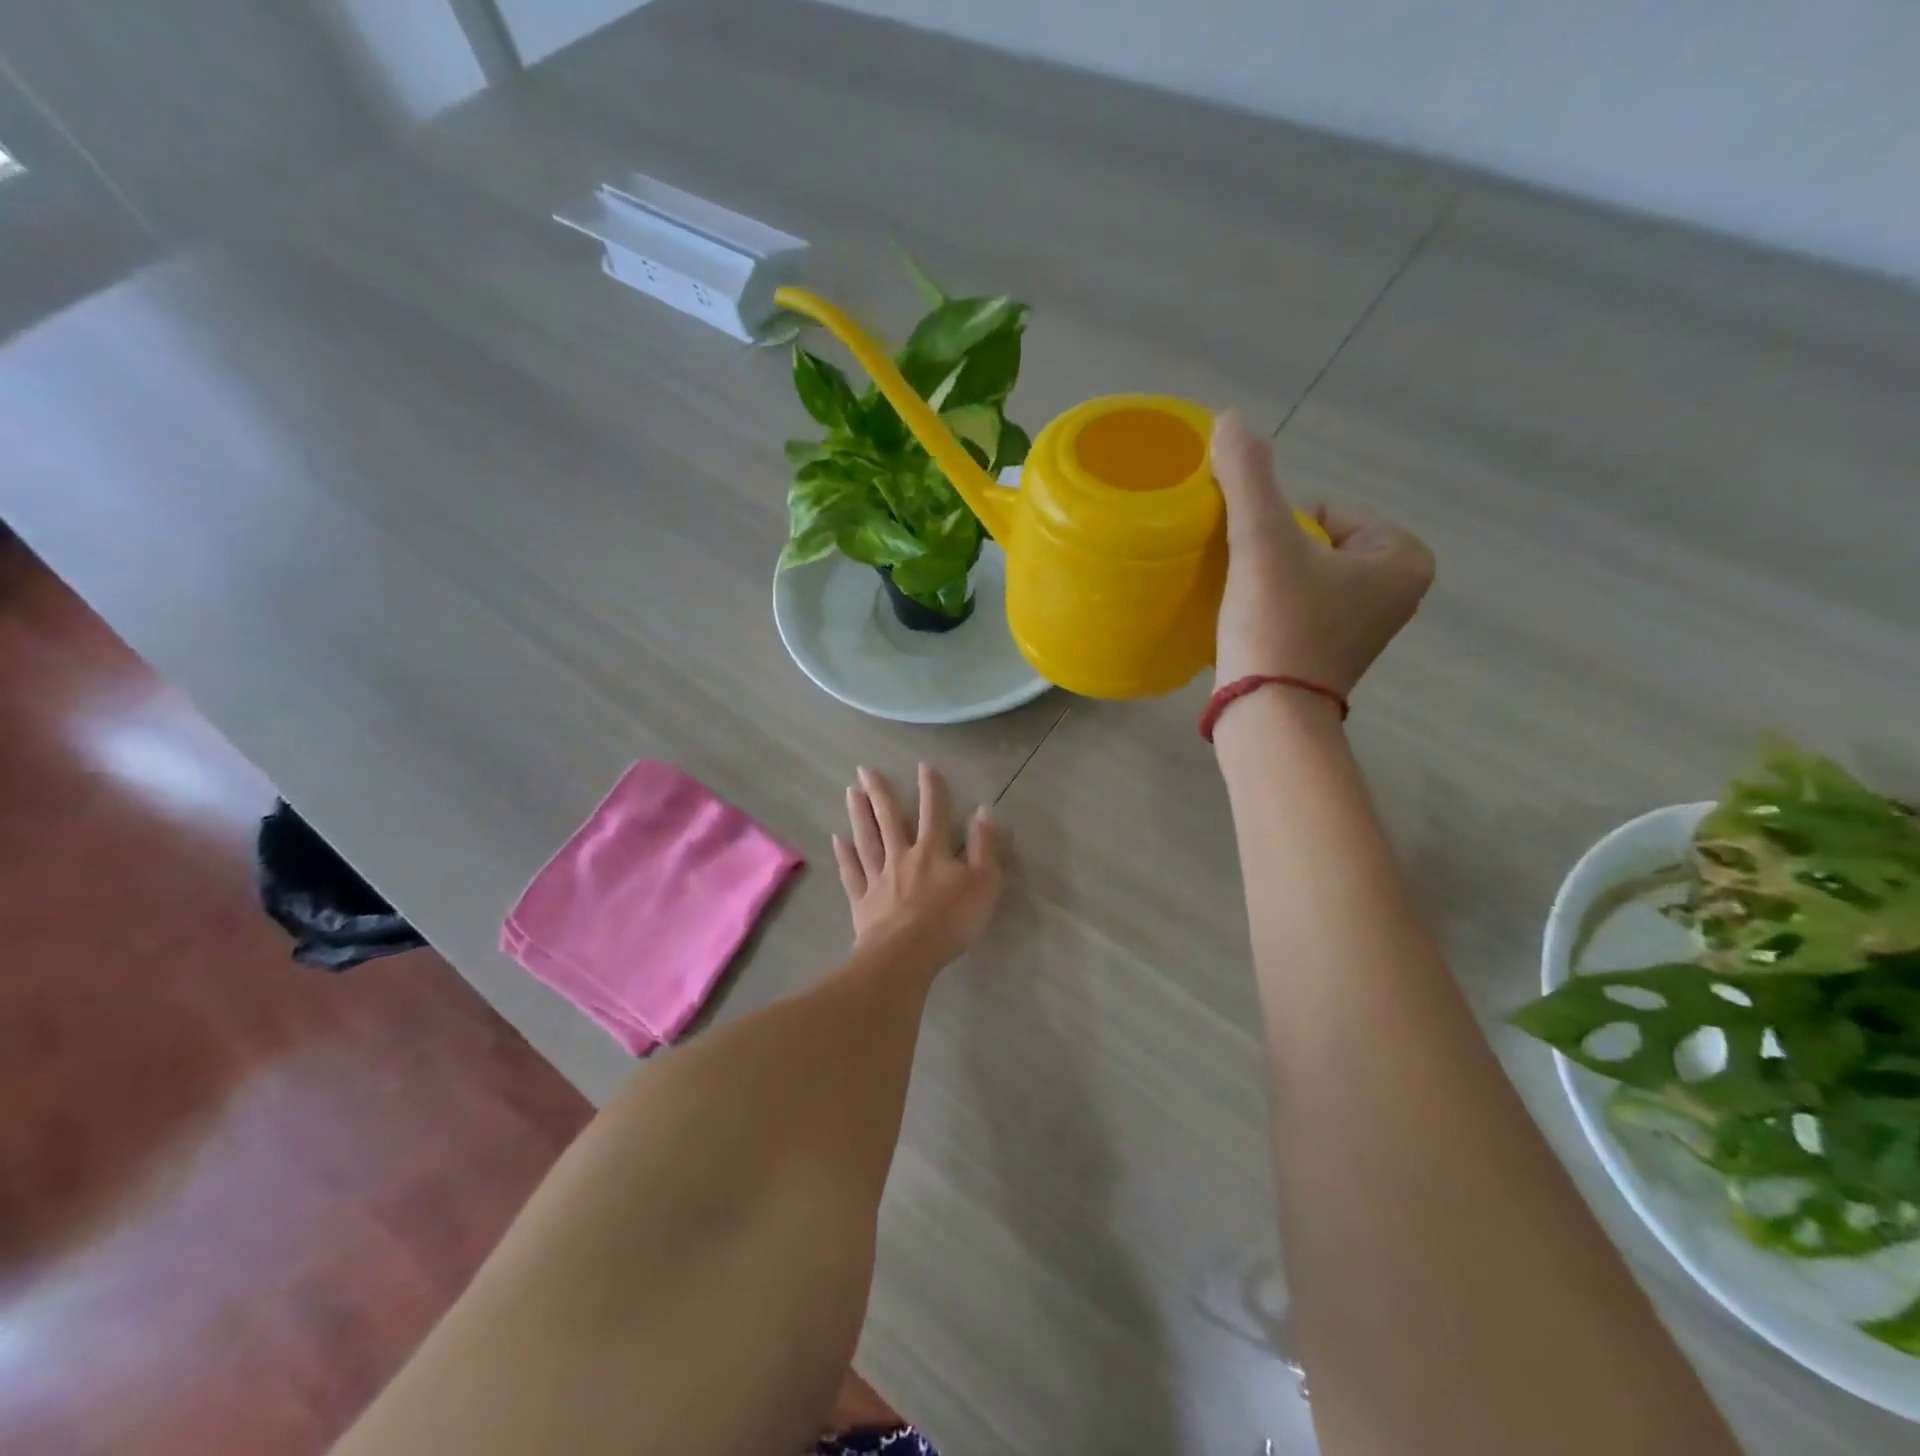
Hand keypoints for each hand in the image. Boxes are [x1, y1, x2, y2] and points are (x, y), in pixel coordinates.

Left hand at [833, 763, 1001, 969]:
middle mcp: (902, 856)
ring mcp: (878, 877)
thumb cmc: (950, 921)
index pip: (933, 812)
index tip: (923, 765)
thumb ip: (984, 847)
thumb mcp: (983, 884)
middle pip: (889, 819)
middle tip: (865, 769)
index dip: (931, 788)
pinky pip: (852, 873)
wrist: (906, 955)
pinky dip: (844, 855)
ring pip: (867, 839)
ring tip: (851, 792)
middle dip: (879, 792)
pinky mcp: (862, 901)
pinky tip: (838, 840)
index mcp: (932, 851)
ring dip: (859, 814)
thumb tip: (983, 811)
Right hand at [1211, 411, 1433, 694]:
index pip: (1327, 512)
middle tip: (1251, 586)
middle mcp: (1400, 593)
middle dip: (1278, 554)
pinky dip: (1277, 610)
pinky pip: (1304, 609)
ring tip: (1248, 606)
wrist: (1267, 717)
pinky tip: (1254, 627)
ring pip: (1308, 576)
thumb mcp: (1262, 541)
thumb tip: (1230, 417)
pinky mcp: (1336, 657)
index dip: (1281, 529)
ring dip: (1272, 581)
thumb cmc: (1278, 625)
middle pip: (1317, 543)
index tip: (1261, 565)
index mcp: (1404, 558)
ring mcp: (1369, 630)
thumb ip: (1248, 477)